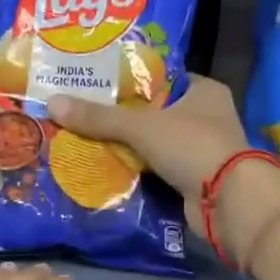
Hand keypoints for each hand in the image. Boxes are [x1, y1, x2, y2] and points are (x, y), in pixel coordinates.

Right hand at [47, 75, 248, 223]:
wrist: (227, 202)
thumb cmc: (192, 146)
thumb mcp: (141, 126)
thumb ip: (99, 117)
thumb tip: (52, 103)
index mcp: (205, 91)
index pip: (162, 77)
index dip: (131, 78)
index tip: (97, 81)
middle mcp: (208, 116)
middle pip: (156, 111)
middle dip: (124, 115)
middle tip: (84, 111)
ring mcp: (203, 149)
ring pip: (156, 142)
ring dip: (128, 144)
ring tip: (86, 137)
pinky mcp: (194, 178)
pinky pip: (158, 168)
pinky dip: (138, 168)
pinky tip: (106, 166)